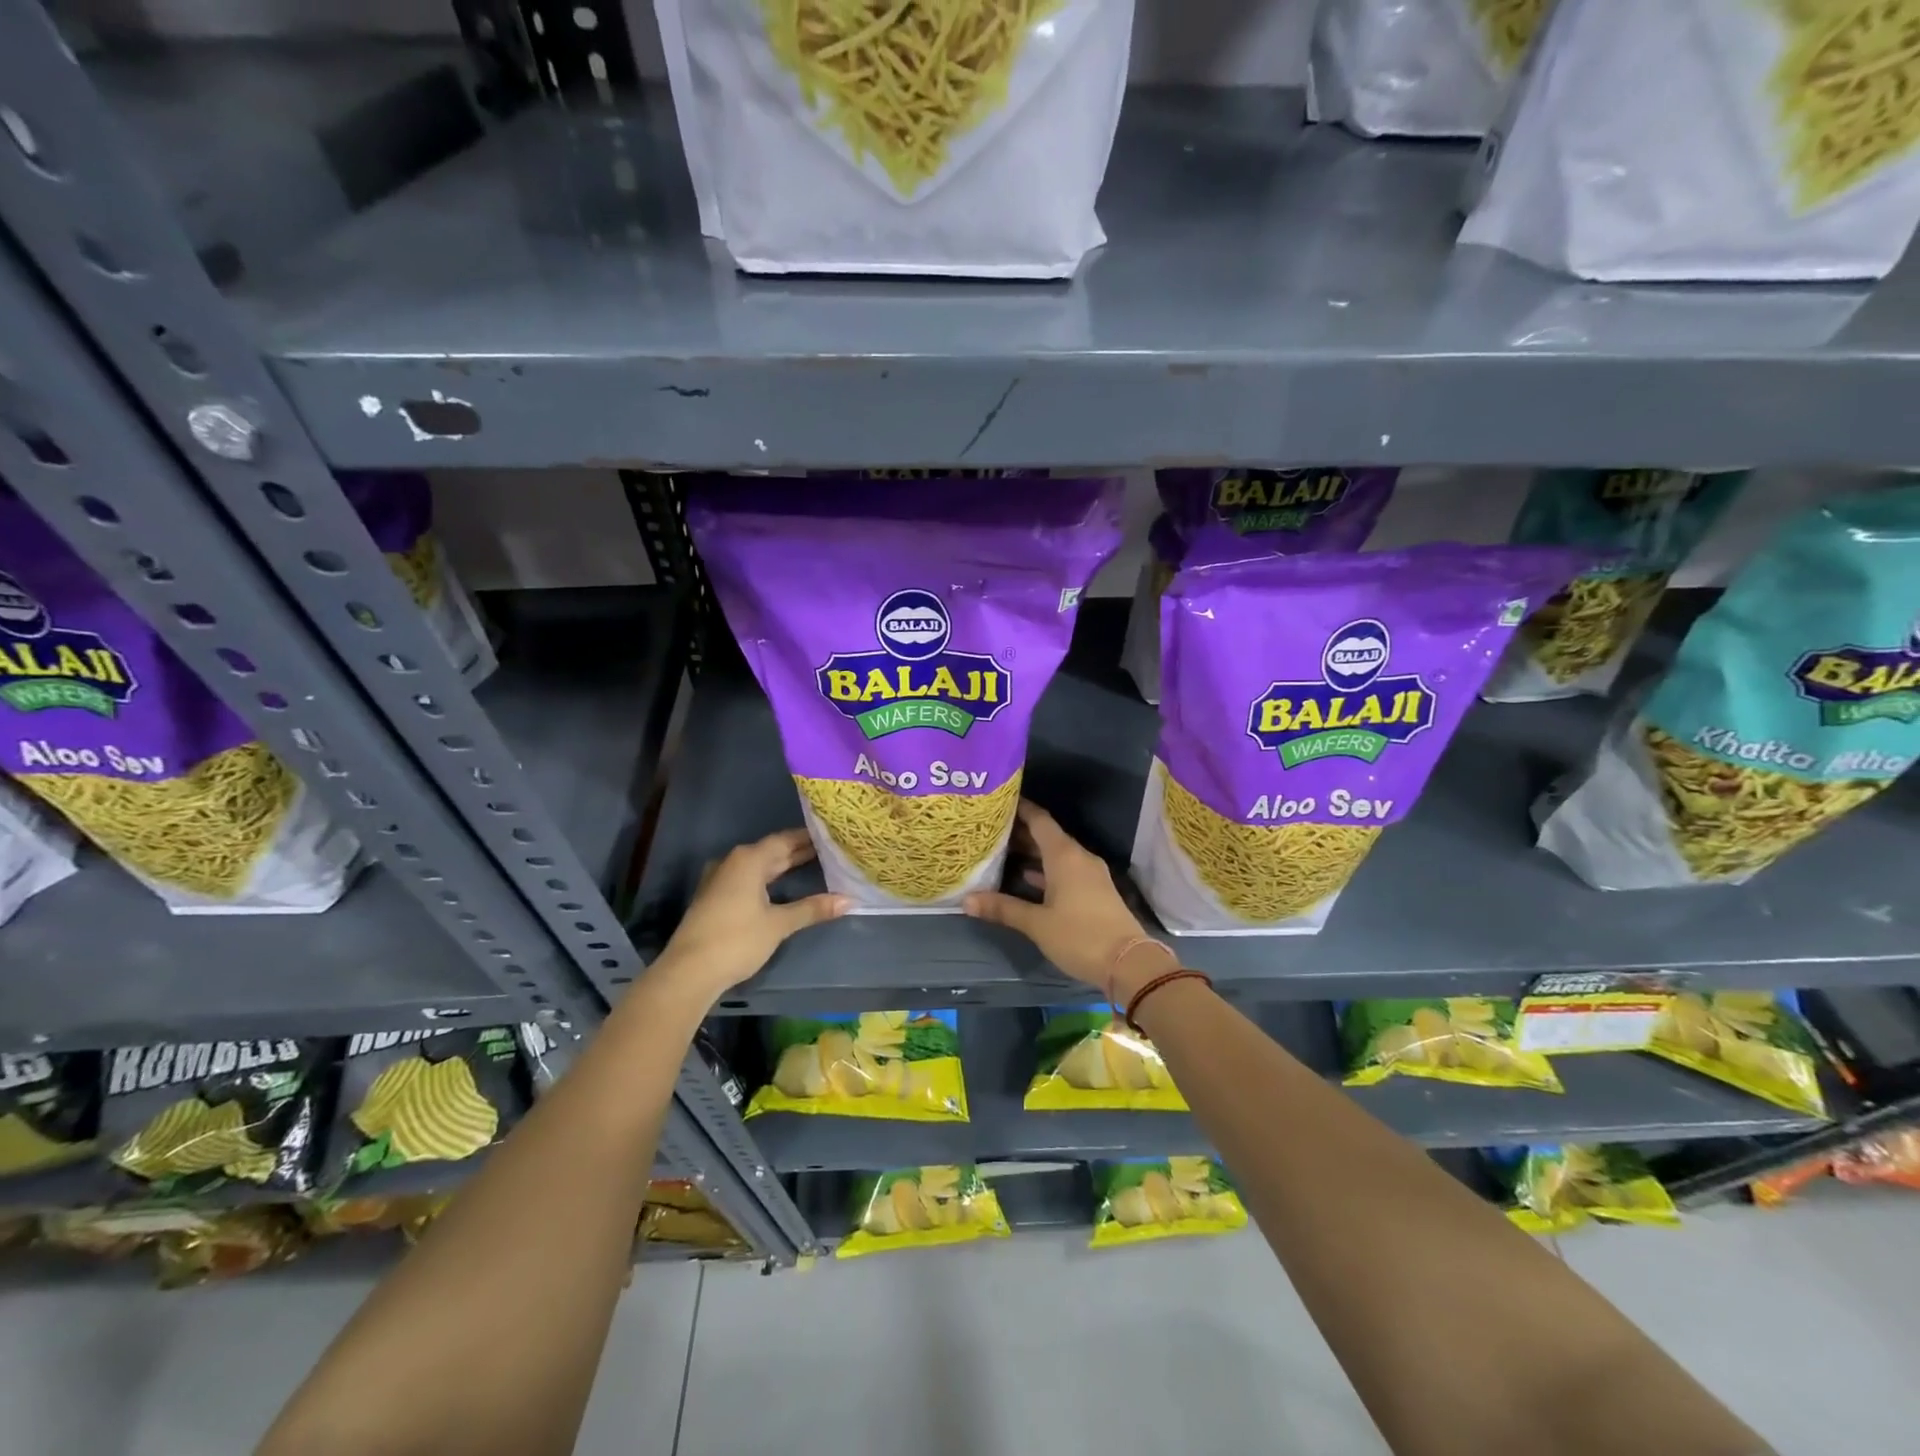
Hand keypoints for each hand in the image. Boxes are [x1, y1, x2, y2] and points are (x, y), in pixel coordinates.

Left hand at [654, 830, 848, 1003]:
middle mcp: (733, 862)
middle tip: (830, 850)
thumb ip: (812, 908)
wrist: (689, 972)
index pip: (785, 840)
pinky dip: (769, 880)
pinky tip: (782, 887)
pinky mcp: (716, 898)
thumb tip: (850, 900)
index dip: (809, 838)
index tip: (832, 835)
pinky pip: (748, 879)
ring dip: (783, 866)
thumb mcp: (779, 924)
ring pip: (759, 867)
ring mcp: (721, 880)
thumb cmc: (737, 940)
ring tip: (813, 864)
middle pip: (772, 851)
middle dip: (799, 852)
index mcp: (749, 860)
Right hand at [964, 802, 1171, 1004]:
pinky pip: (1066, 870)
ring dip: (1033, 852)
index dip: (1020, 808)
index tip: (999, 800)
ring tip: (1002, 851)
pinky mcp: (1095, 891)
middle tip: (991, 829)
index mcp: (1064, 855)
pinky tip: (1026, 877)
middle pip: (1047, 836)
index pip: (1039, 820)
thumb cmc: (1080, 936)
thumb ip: (1003, 908)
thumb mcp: (1037, 924)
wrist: (1129, 963)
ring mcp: (1090, 874)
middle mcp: (1078, 857)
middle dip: (1020, 831)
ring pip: (1056, 854)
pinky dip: (1045, 870)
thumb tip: (967, 900)